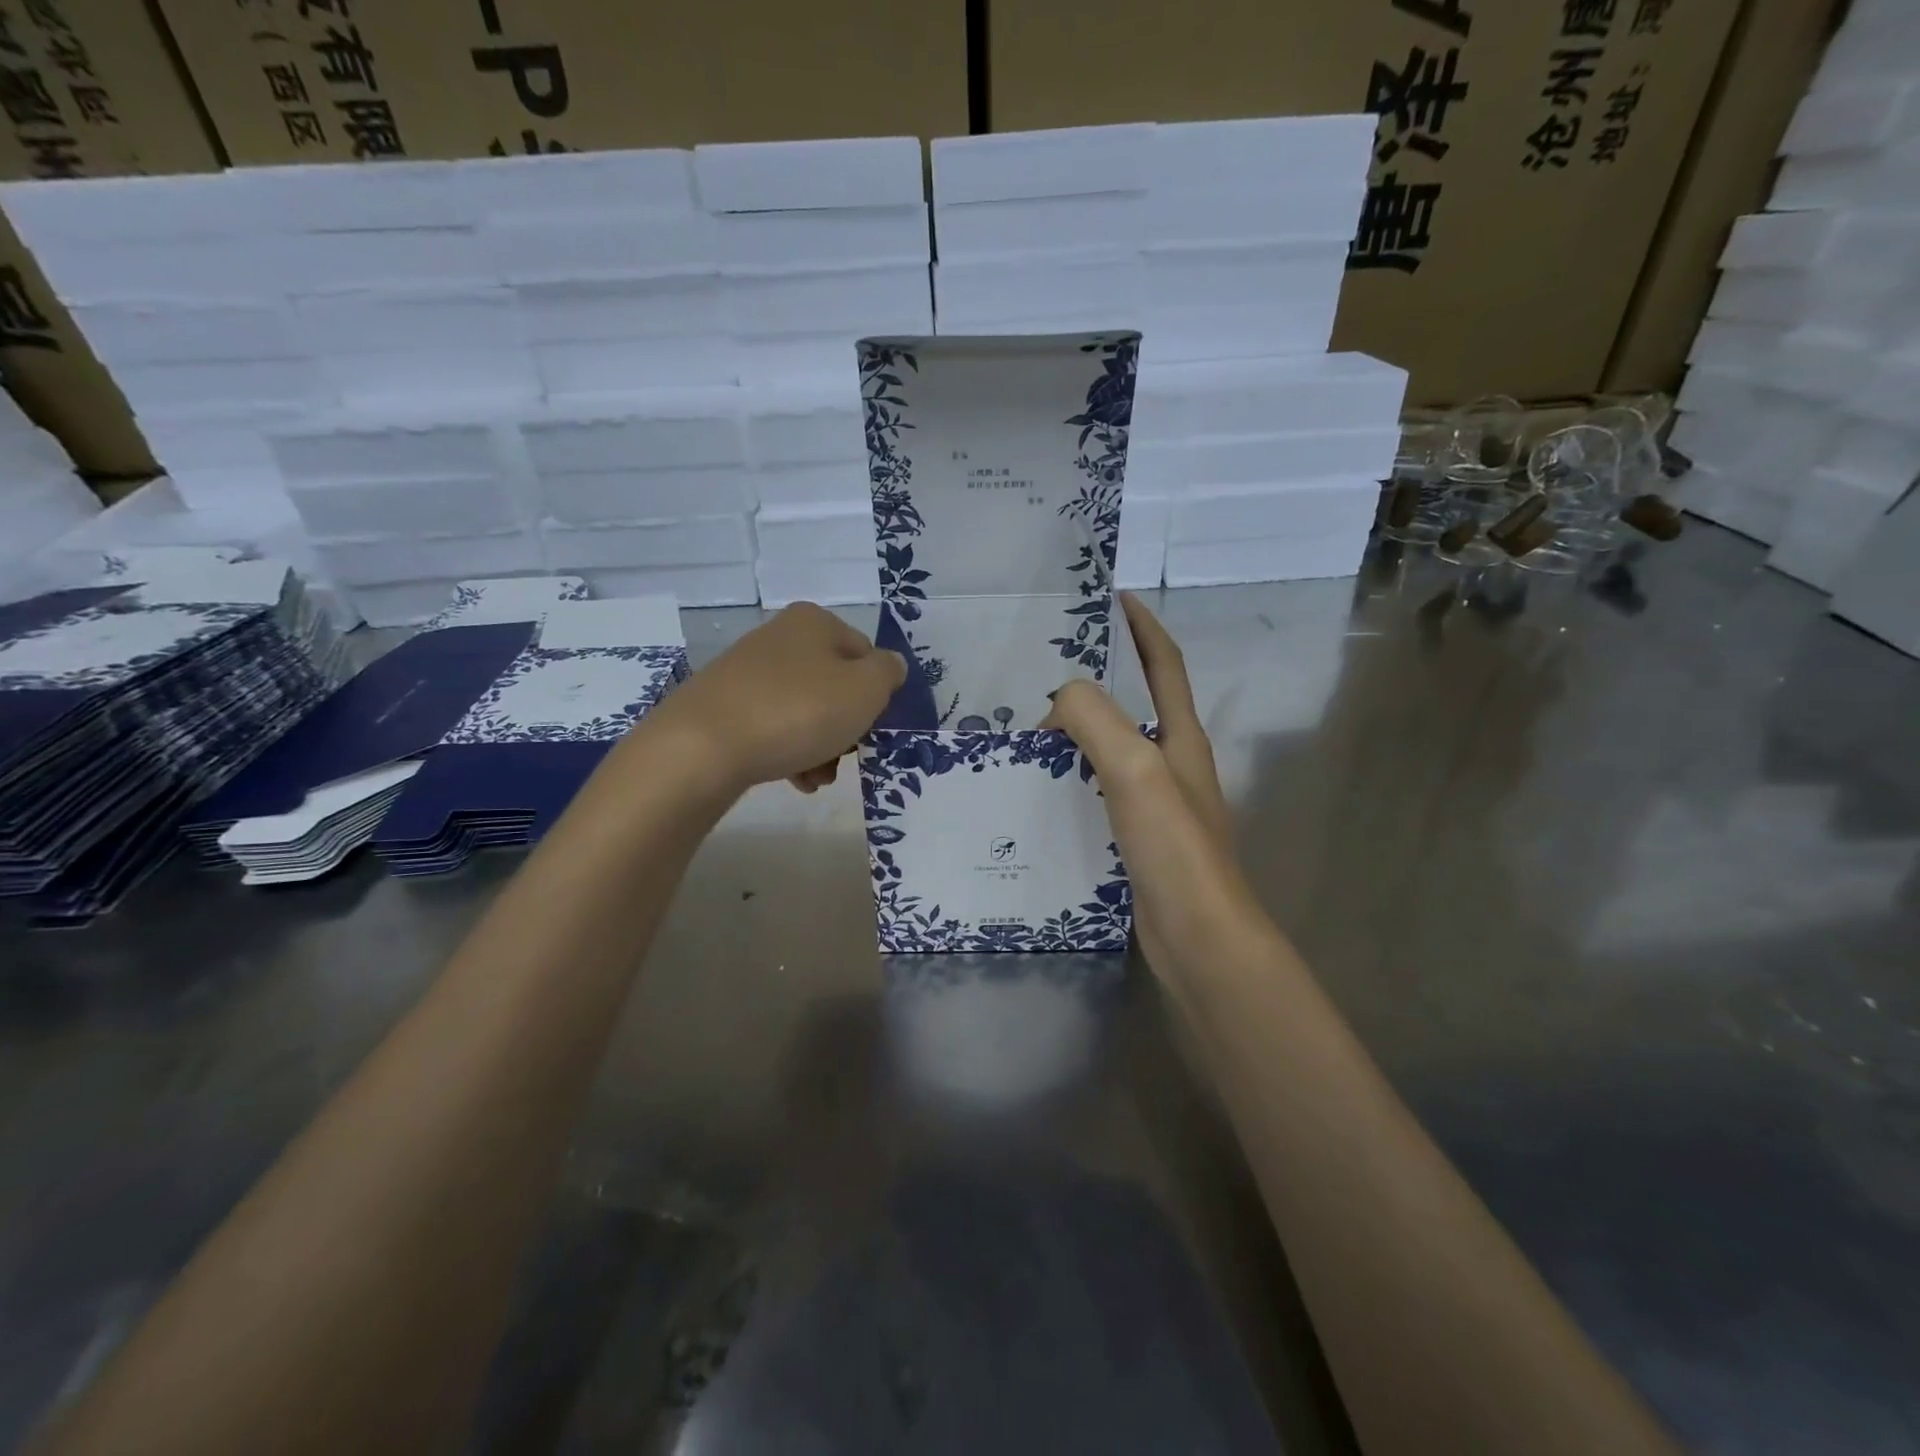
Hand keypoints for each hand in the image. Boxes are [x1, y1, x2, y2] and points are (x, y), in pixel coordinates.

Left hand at [642, 602, 905, 794]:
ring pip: (805, 710)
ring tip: (816, 779)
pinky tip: (793, 779)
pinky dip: (789, 751)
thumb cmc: (799, 711)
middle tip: (844, 757)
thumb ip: (889, 673)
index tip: (870, 727)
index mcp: (815, 622)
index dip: (876, 694)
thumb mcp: (866, 690)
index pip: (866, 655)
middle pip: (834, 685)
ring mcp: (747, 671)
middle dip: (846, 727)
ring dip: (821, 746)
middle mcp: (780, 637)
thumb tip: (889, 666)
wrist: (704, 746)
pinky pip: (773, 726)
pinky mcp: (724, 704)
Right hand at [1040, 594, 1234, 966]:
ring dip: (1079, 732)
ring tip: (1030, 728)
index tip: (1112, 597)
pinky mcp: (1137, 839)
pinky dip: (1072, 778)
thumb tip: (1056, 706)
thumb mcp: (1134, 768)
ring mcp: (1157, 804)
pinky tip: (1040, 790)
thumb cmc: (1173, 847)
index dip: (1142, 626)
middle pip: (1136, 705)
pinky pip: (1099, 791)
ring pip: (1112, 750)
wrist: (1198, 937)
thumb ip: (1094, 720)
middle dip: (1100, 680)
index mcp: (1181, 739)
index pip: (1164, 665)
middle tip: (1045, 671)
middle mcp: (1173, 764)